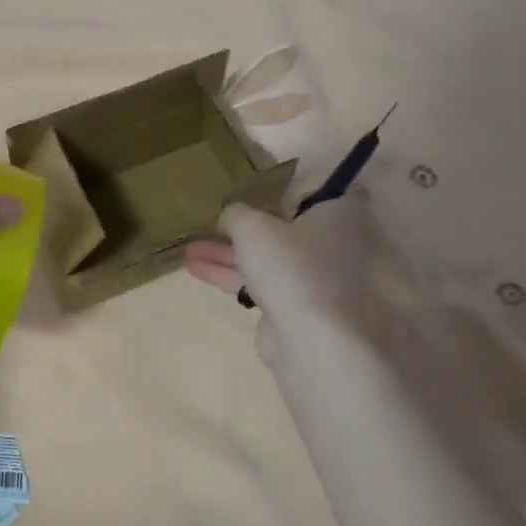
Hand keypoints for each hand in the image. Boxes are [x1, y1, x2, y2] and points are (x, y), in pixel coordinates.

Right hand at [183, 187, 423, 366]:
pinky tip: (195, 267)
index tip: (255, 190)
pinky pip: (260, 281)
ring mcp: (315, 276)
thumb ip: (236, 214)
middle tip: (210, 220)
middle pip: (284, 226)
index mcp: (338, 212)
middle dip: (244, 225)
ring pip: (267, 256)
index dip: (287, 188)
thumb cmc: (290, 265)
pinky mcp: (296, 304)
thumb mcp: (252, 226)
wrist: (311, 337)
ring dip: (228, 252)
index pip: (317, 189)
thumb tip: (231, 215)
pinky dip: (232, 274)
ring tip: (187, 247)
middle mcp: (333, 242)